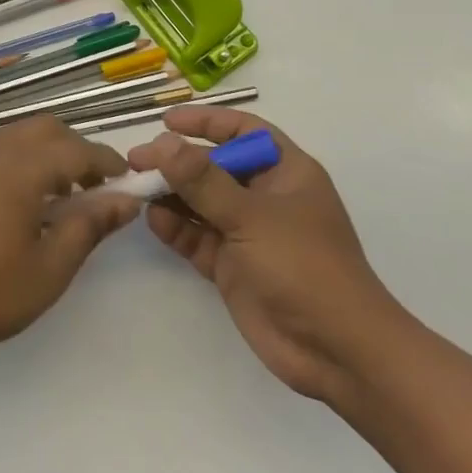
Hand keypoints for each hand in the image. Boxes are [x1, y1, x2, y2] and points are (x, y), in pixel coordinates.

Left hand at [0, 117, 137, 364]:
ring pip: (21, 133)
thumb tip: (127, 200)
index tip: (129, 184)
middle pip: (48, 129)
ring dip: (49, 152)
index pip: (79, 150)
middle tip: (95, 192)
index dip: (109, 164)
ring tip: (61, 198)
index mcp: (22, 168)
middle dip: (78, 150)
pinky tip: (23, 199)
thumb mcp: (51, 267)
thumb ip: (90, 225)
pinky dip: (22, 157)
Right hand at [128, 107, 407, 403]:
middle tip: (137, 160)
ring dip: (170, 195)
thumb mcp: (251, 216)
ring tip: (135, 189)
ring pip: (201, 203)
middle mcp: (266, 197)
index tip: (167, 122)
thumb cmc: (303, 266)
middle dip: (177, 162)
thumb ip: (203, 180)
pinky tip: (153, 220)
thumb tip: (163, 143)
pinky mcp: (232, 266)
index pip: (244, 132)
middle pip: (214, 167)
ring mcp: (248, 233)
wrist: (335, 350)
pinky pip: (197, 237)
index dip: (207, 122)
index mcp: (286, 173)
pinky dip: (175, 228)